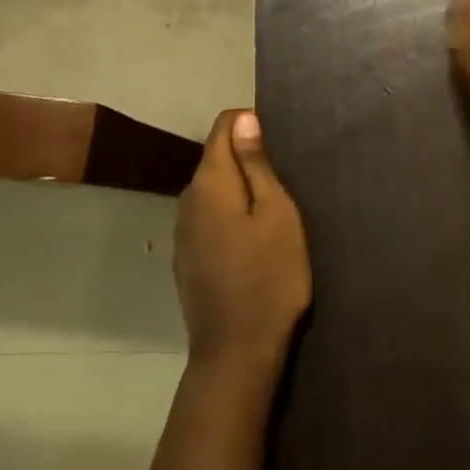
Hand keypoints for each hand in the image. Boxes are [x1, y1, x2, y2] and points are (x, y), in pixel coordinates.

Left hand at [174, 110, 311, 368]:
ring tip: (273, 206)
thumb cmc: (270, 276)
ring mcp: (183, 233)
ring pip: (212, 190)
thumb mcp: (277, 214)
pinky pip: (209, 218)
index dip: (250, 123)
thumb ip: (256, 165)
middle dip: (246, 156)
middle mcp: (187, 201)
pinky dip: (230, 214)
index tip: (280, 142)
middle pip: (215, 159)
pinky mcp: (187, 259)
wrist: (237, 350)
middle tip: (286, 177)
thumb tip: (243, 119)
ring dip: (239, 187)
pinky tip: (251, 238)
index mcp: (210, 183)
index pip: (222, 127)